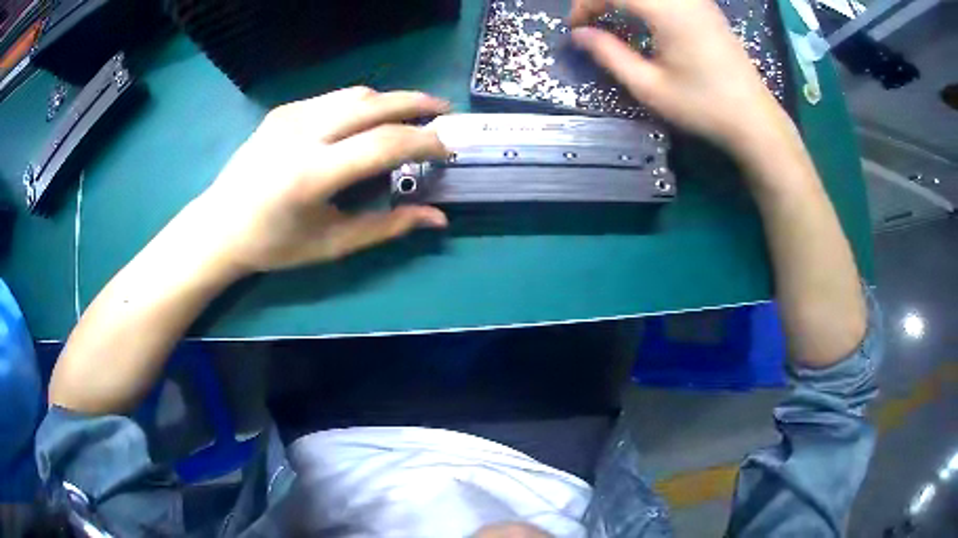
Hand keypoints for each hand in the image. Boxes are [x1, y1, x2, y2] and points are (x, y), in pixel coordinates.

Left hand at [190, 87, 450, 273]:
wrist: (219, 225)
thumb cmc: (274, 244)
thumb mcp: (332, 245)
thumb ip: (387, 227)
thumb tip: (438, 219)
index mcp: (313, 174)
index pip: (385, 143)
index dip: (425, 141)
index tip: (446, 149)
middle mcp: (302, 134)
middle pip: (374, 103)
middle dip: (417, 103)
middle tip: (443, 111)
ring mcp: (290, 116)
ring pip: (355, 94)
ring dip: (390, 100)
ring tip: (411, 113)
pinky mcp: (283, 110)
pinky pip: (333, 98)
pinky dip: (361, 104)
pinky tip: (367, 120)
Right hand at [569, 0, 793, 154]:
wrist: (754, 120)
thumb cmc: (703, 106)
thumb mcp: (649, 86)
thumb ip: (609, 54)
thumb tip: (578, 35)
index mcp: (667, 9)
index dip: (585, 5)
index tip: (576, 29)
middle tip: (591, 21)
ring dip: (623, 0)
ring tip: (611, 18)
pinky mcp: (706, 7)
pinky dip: (644, 3)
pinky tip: (641, 18)